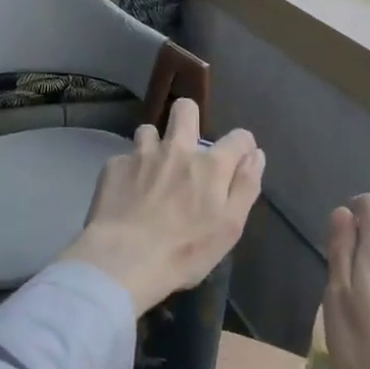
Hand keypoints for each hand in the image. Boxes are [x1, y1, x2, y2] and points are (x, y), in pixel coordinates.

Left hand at [62, 99, 264, 315]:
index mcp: (210, 164)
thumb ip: (246, 186)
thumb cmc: (184, 251)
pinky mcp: (114, 165)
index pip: (239, 137)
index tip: (237, 161)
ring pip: (149, 130)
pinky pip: (125, 157)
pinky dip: (129, 171)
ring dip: (154, 146)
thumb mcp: (230, 227)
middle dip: (189, 119)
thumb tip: (255, 155)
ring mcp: (142, 153)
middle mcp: (177, 148)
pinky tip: (126, 193)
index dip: (242, 146)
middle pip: (185, 109)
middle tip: (186, 147)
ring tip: (151, 171)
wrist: (123, 259)